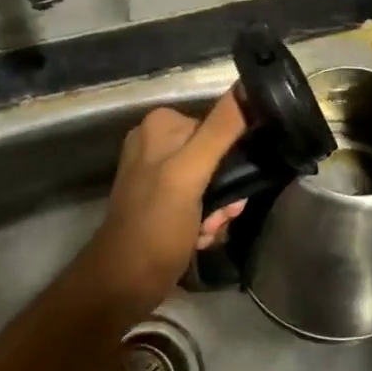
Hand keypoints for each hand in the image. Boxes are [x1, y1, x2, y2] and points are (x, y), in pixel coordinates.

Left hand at [83, 92, 249, 315]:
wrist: (123, 285)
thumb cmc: (155, 225)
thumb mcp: (191, 172)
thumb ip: (221, 129)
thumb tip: (248, 85)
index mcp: (162, 124)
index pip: (220, 126)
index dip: (232, 160)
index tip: (232, 191)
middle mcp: (158, 141)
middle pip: (217, 156)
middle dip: (225, 191)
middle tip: (218, 217)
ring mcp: (157, 171)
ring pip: (212, 181)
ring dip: (218, 210)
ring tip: (206, 233)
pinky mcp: (161, 199)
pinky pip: (199, 199)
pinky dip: (204, 220)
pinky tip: (198, 239)